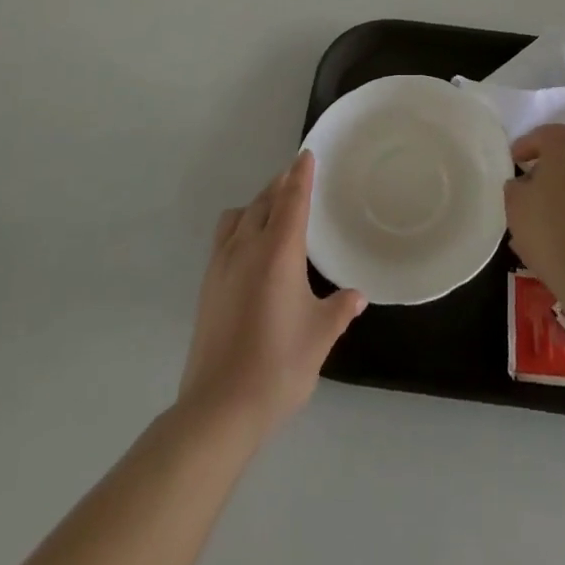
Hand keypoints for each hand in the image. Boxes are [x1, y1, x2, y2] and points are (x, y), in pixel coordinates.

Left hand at [180, 151, 365, 433]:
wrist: (218, 409)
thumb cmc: (277, 367)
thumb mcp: (320, 336)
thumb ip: (339, 310)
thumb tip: (356, 296)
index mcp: (278, 252)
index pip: (292, 200)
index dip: (301, 175)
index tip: (306, 155)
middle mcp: (247, 248)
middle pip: (263, 201)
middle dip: (280, 185)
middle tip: (296, 177)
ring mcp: (221, 266)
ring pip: (239, 216)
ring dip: (258, 203)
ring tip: (273, 208)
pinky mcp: (207, 286)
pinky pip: (225, 237)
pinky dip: (241, 225)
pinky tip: (251, 247)